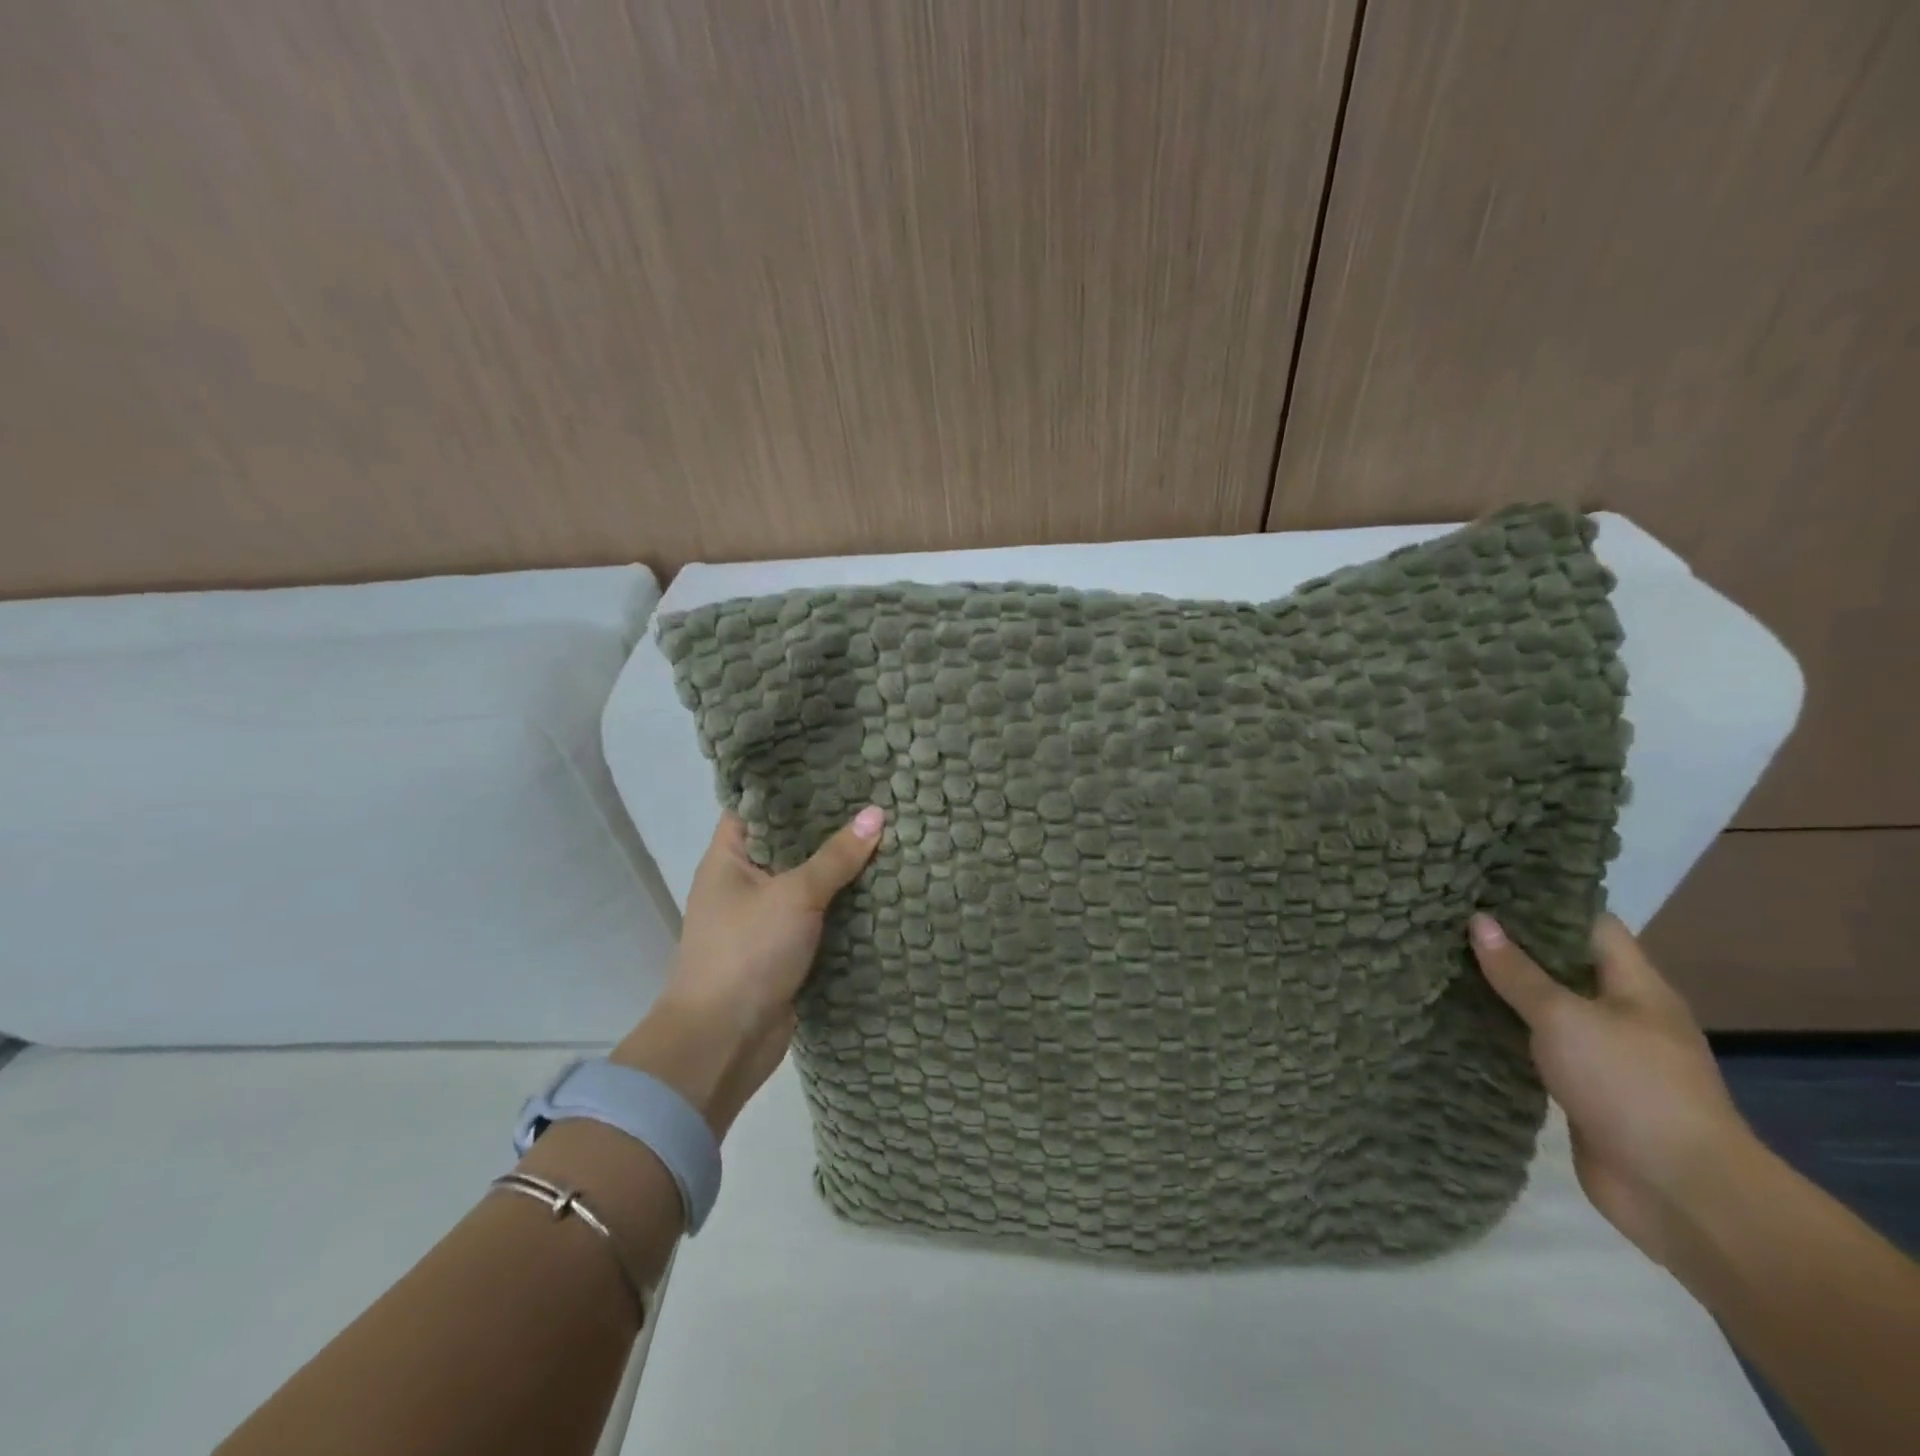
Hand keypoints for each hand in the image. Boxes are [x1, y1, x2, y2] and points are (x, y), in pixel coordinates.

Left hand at [611, 806, 883, 1135]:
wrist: (724, 1041)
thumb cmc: (747, 952)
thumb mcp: (794, 895)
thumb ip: (836, 856)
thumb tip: (877, 814)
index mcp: (730, 856)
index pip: (760, 805)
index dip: (795, 785)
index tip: (839, 766)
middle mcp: (745, 881)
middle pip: (791, 843)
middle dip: (831, 826)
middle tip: (879, 796)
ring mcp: (766, 916)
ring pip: (809, 880)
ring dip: (843, 867)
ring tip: (891, 832)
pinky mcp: (787, 948)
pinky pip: (820, 915)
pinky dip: (846, 903)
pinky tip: (884, 884)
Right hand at [1467, 912, 1757, 1268]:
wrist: (1679, 1191)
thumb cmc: (1629, 1085)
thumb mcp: (1565, 1018)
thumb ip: (1519, 972)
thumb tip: (1479, 920)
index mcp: (1635, 986)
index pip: (1590, 924)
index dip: (1543, 902)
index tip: (1488, 884)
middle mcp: (1622, 1013)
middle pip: (1563, 964)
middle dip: (1512, 945)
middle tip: (1450, 919)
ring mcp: (1604, 1054)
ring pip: (1546, 1007)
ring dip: (1504, 991)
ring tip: (1444, 960)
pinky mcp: (1582, 1089)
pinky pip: (1537, 1046)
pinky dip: (1505, 1031)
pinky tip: (1462, 1018)